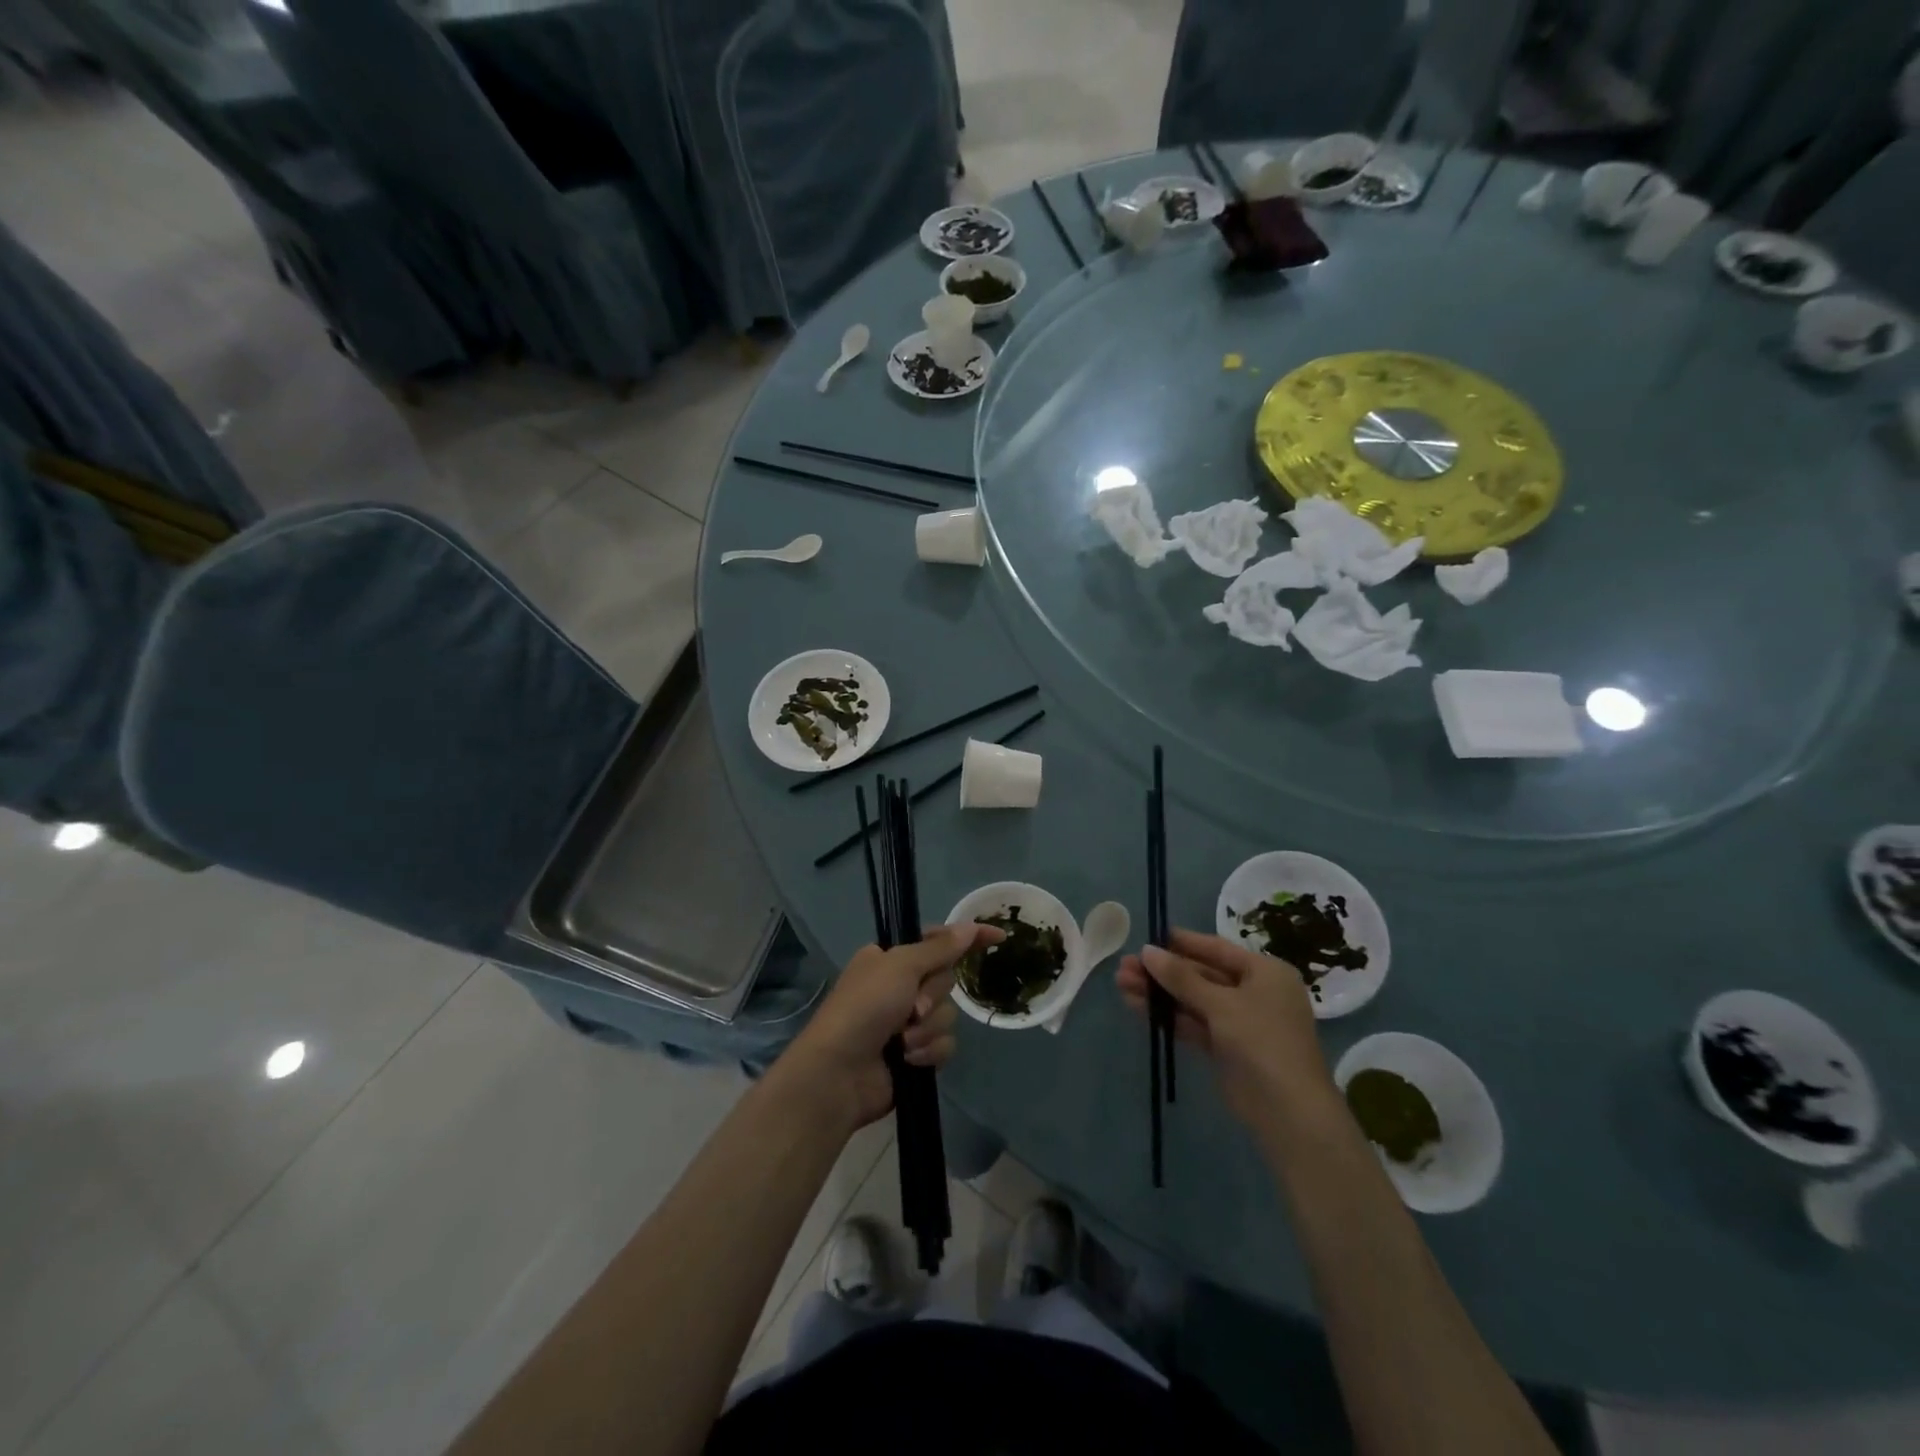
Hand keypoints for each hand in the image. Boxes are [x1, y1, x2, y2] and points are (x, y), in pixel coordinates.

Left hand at [784, 922, 1000, 1131]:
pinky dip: (928, 1051)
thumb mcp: (901, 966)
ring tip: (903, 1042)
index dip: (967, 938)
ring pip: (947, 1015)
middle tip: (911, 1008)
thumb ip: (940, 948)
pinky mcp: (915, 1053)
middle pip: (945, 980)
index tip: (999, 937)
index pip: (937, 940)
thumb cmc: (865, 1008)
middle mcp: (899, 986)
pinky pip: (944, 1044)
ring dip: (929, 1028)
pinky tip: (909, 1061)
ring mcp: (906, 1022)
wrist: (839, 1073)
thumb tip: (969, 927)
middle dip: (933, 996)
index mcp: (889, 958)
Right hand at [1118, 928, 1337, 1131]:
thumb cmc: (1263, 1042)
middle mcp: (1254, 993)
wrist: (1288, 1113)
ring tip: (1121, 983)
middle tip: (1124, 966)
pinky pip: (1192, 1023)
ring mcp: (1239, 1022)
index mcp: (1265, 973)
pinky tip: (1137, 1007)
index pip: (1217, 949)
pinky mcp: (1225, 1048)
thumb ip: (1182, 977)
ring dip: (1159, 993)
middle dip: (1162, 972)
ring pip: (1192, 1000)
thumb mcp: (1222, 1004)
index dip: (1181, 943)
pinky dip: (1167, 1016)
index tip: (1147, 938)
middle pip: (1201, 975)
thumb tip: (1146, 951)